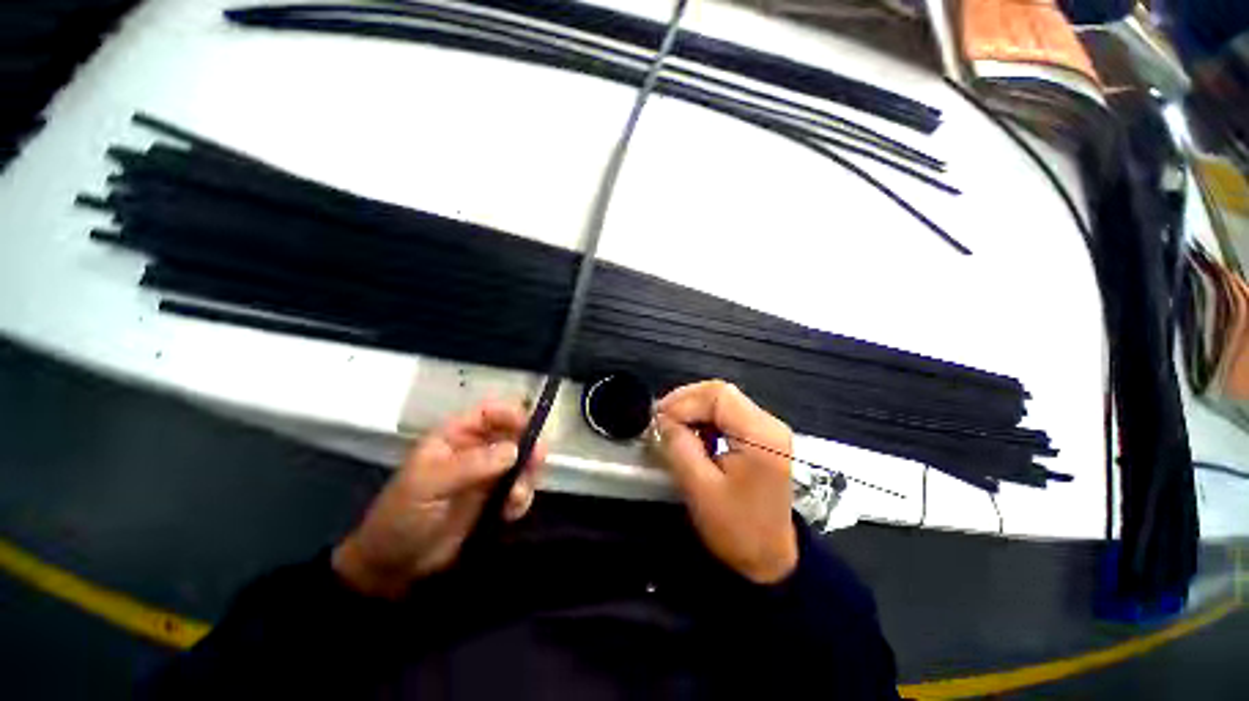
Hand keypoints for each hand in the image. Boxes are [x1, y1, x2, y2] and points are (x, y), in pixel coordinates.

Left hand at [332, 400, 546, 598]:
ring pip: (521, 463)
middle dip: (528, 447)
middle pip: (513, 436)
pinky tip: (510, 513)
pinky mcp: (494, 500)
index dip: (511, 414)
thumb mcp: (429, 485)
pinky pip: (519, 489)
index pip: (489, 413)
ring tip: (516, 498)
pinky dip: (521, 499)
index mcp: (455, 437)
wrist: (393, 567)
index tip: (531, 428)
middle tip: (537, 462)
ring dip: (527, 477)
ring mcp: (486, 476)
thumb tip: (514, 449)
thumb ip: (472, 464)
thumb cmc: (402, 516)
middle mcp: (475, 451)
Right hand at [653, 381, 797, 583]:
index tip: (659, 419)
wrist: (771, 560)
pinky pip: (727, 415)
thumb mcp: (700, 488)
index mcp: (760, 434)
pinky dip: (704, 420)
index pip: (718, 395)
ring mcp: (767, 429)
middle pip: (721, 393)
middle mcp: (768, 423)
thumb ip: (679, 446)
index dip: (684, 401)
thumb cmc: (737, 529)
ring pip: (722, 401)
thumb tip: (662, 420)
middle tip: (661, 420)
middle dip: (686, 402)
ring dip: (693, 410)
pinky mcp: (761, 437)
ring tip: (671, 428)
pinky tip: (692, 435)